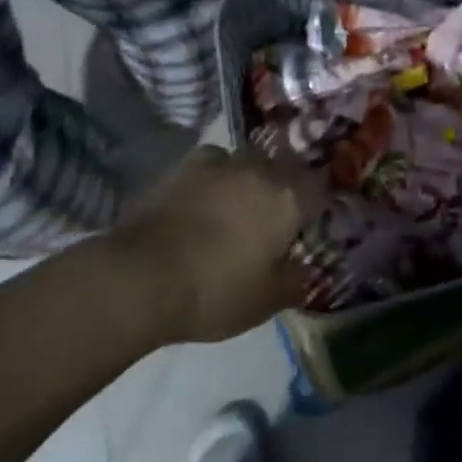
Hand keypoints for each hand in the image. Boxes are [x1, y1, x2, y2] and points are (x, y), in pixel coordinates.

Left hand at [114, 146, 322, 343]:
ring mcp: (222, 161)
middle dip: (284, 184)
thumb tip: (304, 270)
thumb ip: (293, 282)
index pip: (319, 188)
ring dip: (249, 176)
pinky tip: (203, 196)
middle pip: (285, 166)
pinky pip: (213, 162)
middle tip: (273, 214)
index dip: (316, 204)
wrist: (142, 275)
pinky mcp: (185, 164)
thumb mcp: (265, 302)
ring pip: (248, 159)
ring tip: (236, 203)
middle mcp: (261, 169)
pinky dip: (214, 176)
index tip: (309, 222)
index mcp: (288, 198)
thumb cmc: (215, 291)